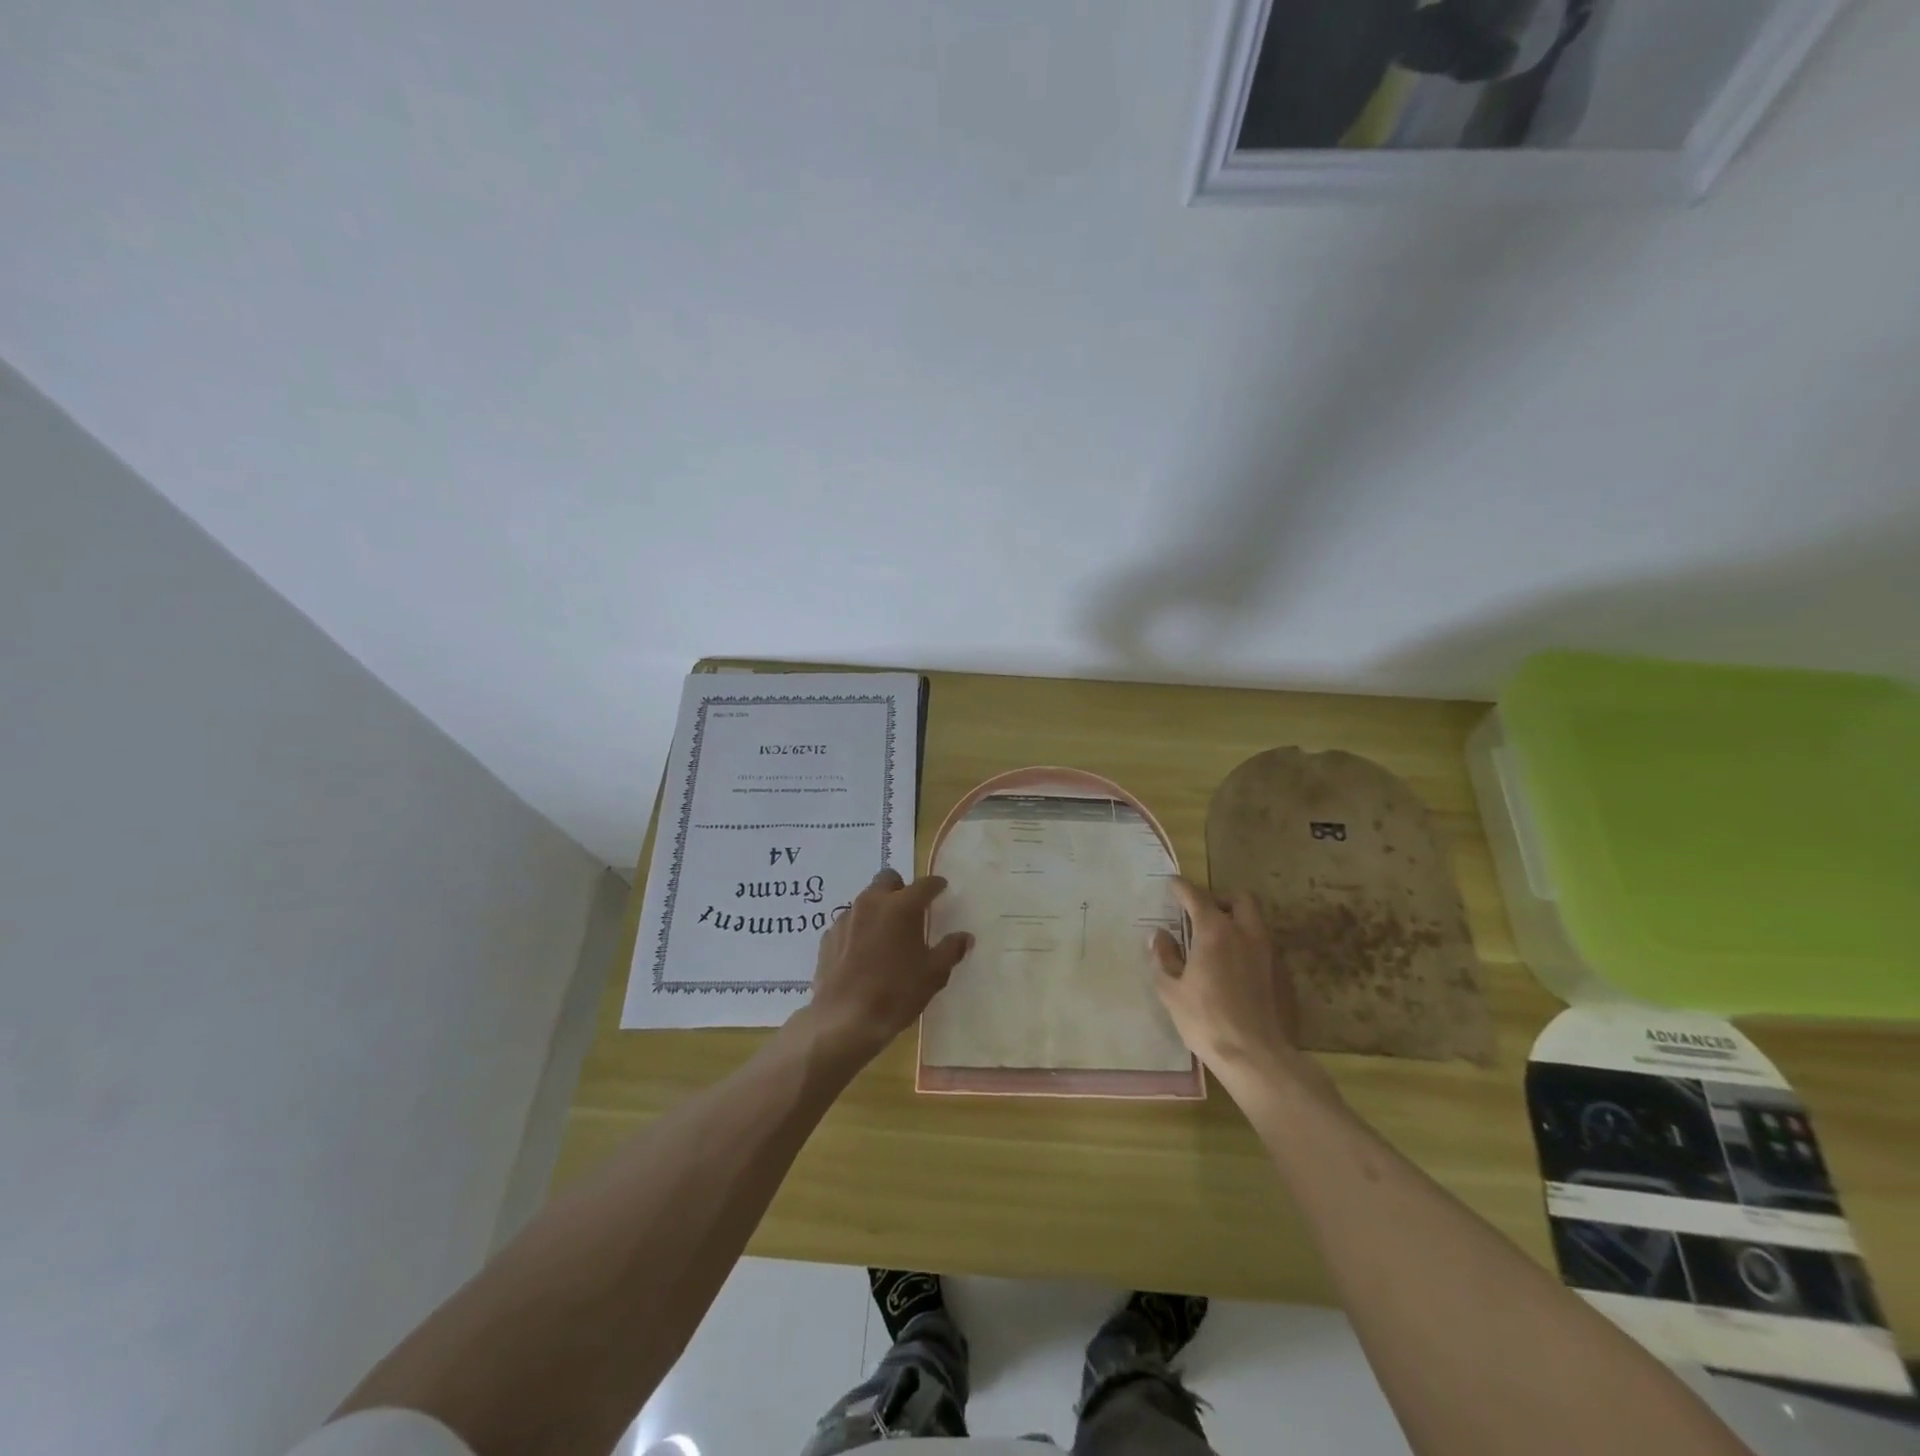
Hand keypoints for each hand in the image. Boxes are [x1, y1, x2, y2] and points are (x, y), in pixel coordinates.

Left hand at [805, 868, 971, 1063]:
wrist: (844, 1020)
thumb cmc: (896, 993)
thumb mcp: (934, 974)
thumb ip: (951, 950)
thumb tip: (965, 937)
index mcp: (902, 906)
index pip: (924, 884)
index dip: (936, 885)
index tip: (941, 888)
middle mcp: (872, 902)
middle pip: (888, 879)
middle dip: (901, 888)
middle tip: (911, 910)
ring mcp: (846, 917)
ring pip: (866, 899)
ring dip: (879, 908)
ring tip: (886, 935)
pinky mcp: (828, 936)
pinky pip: (848, 922)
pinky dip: (859, 929)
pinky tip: (863, 953)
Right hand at [1150, 876, 1311, 1090]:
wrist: (1259, 1058)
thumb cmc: (1207, 1021)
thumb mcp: (1171, 991)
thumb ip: (1164, 958)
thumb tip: (1160, 936)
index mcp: (1216, 932)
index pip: (1197, 896)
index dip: (1182, 887)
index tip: (1172, 884)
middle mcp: (1247, 934)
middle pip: (1240, 898)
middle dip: (1221, 898)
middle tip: (1203, 913)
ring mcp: (1271, 954)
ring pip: (1257, 922)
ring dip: (1238, 922)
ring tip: (1220, 941)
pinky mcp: (1285, 975)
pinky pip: (1266, 948)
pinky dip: (1250, 947)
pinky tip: (1238, 970)